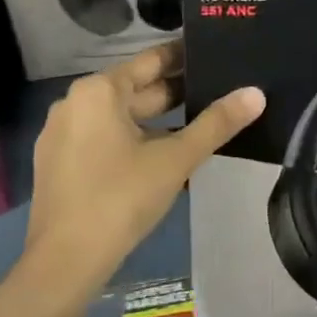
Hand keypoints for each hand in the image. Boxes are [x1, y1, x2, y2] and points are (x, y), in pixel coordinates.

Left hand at [23, 42, 265, 294]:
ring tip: (200, 121)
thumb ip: (217, 124)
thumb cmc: (121, 198)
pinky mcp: (59, 162)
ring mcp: (63, 134)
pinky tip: (164, 154)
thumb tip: (256, 93)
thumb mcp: (175, 159)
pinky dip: (134, 140)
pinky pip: (104, 138)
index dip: (185, 56)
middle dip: (176, 92)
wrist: (64, 264)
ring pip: (121, 116)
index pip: (152, 60)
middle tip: (219, 88)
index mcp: (99, 90)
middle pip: (136, 89)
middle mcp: (75, 102)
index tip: (215, 53)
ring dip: (157, 120)